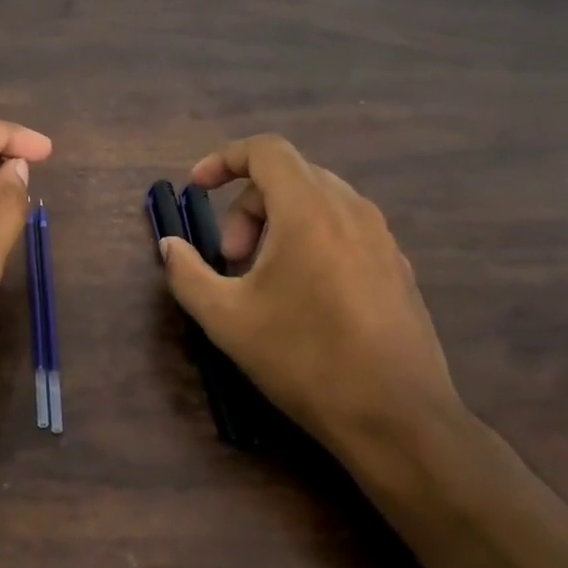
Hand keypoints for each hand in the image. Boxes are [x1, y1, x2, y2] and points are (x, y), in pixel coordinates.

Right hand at [158, 134, 465, 472]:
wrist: (397, 418)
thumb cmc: (304, 358)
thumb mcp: (226, 319)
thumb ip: (187, 274)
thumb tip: (170, 246)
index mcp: (309, 209)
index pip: (266, 150)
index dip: (223, 160)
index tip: (196, 187)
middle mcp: (351, 209)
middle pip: (289, 176)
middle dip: (246, 207)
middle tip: (230, 260)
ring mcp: (381, 237)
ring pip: (318, 202)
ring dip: (278, 224)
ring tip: (263, 279)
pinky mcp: (397, 265)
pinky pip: (344, 228)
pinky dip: (311, 240)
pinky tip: (304, 295)